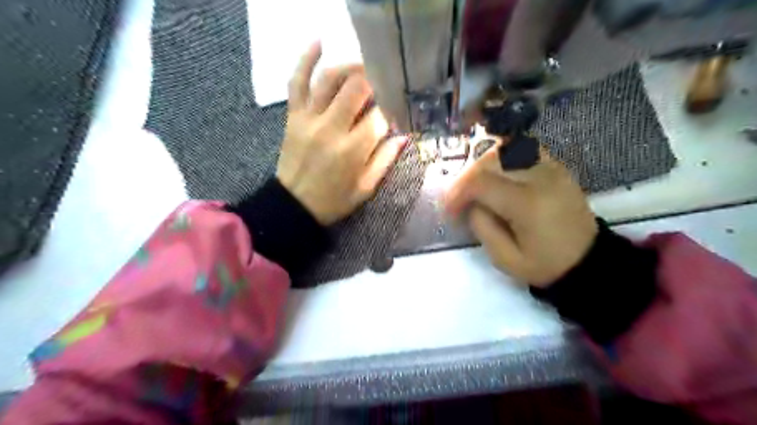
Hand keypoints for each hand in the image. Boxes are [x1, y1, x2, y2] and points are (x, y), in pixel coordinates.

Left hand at [277, 43, 407, 225]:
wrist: (294, 206)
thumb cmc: (334, 201)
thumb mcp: (366, 188)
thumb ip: (385, 160)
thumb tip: (404, 136)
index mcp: (353, 150)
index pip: (379, 116)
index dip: (392, 109)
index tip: (396, 111)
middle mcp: (331, 129)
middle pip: (356, 89)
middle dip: (374, 80)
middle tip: (384, 82)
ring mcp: (309, 119)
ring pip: (329, 79)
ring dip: (349, 66)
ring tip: (363, 67)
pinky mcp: (293, 116)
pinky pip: (297, 82)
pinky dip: (305, 60)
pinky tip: (319, 42)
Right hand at [445, 141, 596, 287]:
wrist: (588, 261)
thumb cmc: (545, 265)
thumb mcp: (505, 259)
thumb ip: (481, 227)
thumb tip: (470, 204)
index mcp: (528, 204)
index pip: (482, 183)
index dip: (457, 192)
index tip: (449, 210)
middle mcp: (541, 177)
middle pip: (491, 160)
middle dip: (467, 177)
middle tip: (459, 197)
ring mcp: (552, 168)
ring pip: (506, 150)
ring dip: (483, 165)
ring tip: (476, 186)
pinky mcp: (556, 167)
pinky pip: (523, 151)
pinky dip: (503, 159)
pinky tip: (497, 175)